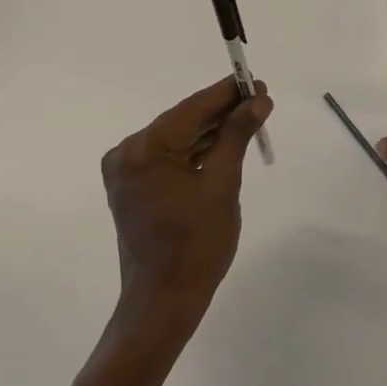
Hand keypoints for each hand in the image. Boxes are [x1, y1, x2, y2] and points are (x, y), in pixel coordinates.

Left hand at [101, 77, 272, 344]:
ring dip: (211, 131)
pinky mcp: (133, 187)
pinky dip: (196, 151)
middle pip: (183, 121)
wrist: (163, 303)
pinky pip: (170, 158)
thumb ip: (237, 135)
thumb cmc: (196, 246)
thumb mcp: (223, 185)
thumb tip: (258, 100)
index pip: (192, 109)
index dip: (227, 93)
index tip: (256, 81)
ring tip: (249, 118)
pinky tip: (224, 142)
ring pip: (178, 139)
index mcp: (144, 150)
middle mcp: (127, 153)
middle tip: (259, 99)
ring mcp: (127, 172)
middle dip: (221, 112)